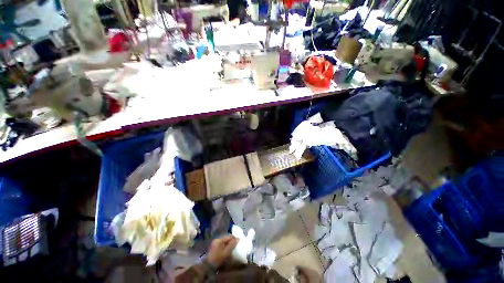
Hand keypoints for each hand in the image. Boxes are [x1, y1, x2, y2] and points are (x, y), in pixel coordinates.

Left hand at [206, 235, 238, 267]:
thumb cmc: (218, 259)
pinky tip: (226, 251)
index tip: (238, 243)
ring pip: (224, 241)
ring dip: (228, 244)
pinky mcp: (214, 246)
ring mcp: (215, 242)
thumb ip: (232, 245)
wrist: (208, 266)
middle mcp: (217, 239)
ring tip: (231, 249)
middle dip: (231, 241)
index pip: (230, 236)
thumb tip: (238, 238)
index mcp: (220, 239)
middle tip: (234, 247)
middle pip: (227, 238)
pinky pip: (221, 243)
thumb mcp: (226, 252)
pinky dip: (224, 246)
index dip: (234, 239)